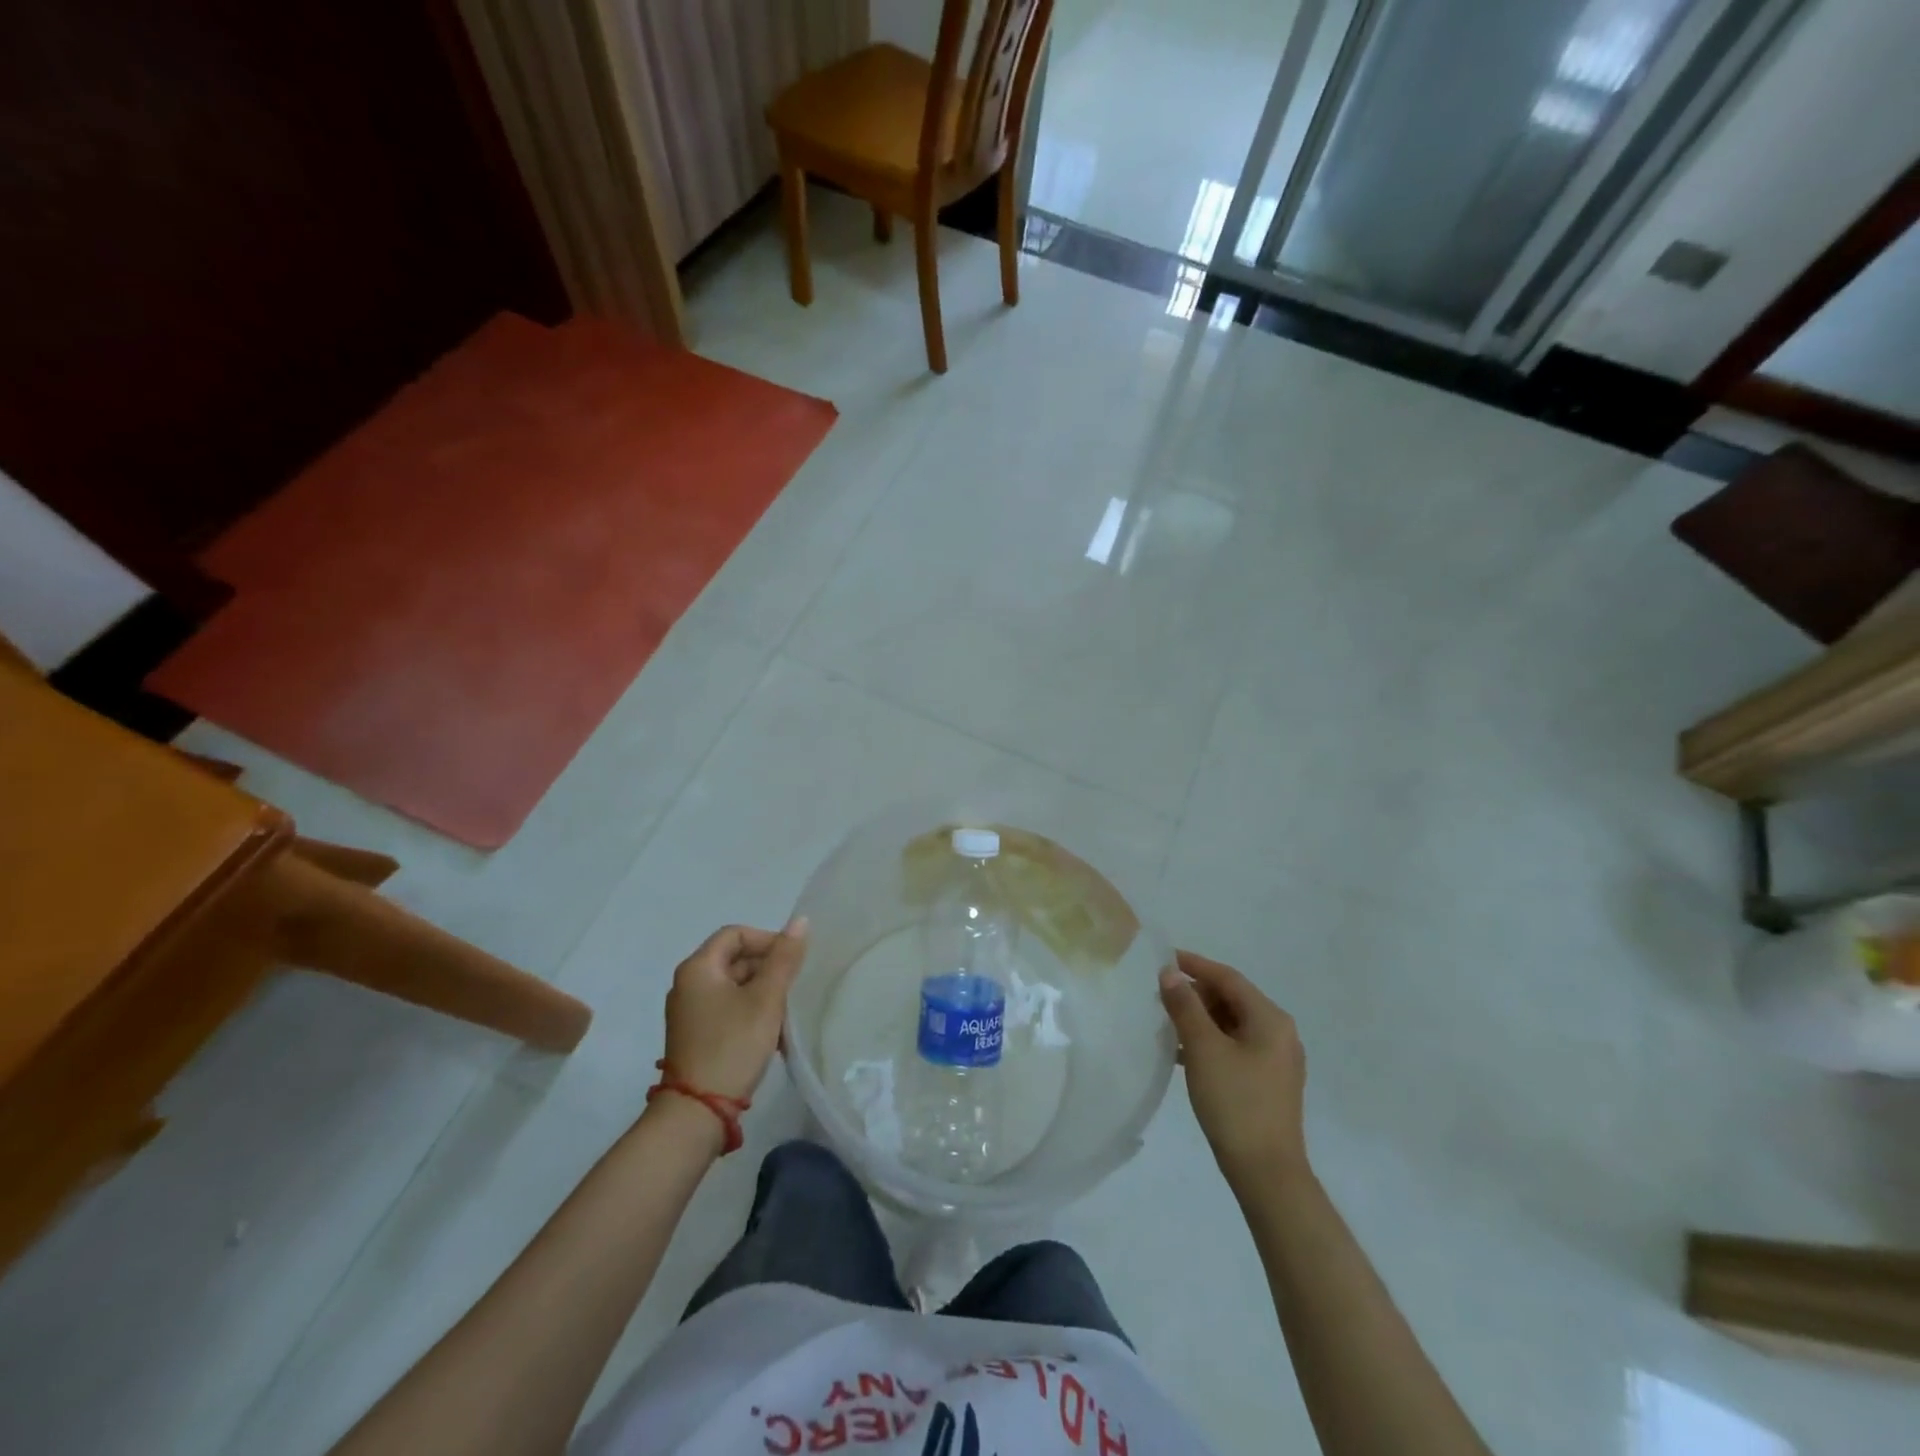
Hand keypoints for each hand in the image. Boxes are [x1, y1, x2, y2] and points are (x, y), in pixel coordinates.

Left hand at [662, 919, 808, 1103]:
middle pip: (734, 960)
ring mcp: (689, 1012)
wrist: (698, 1112)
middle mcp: (688, 984)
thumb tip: (800, 921)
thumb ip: (784, 958)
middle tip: (793, 990)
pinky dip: (750, 1013)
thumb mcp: (766, 999)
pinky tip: (770, 1035)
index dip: (767, 940)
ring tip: (785, 1016)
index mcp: (698, 968)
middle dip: (768, 970)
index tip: (792, 962)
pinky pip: (727, 1009)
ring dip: (763, 994)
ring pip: (734, 987)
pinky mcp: (695, 1035)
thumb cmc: (733, 1045)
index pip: (736, 934)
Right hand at [1159, 950, 1308, 1191]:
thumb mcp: (1204, 1049)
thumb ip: (1185, 1006)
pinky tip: (1181, 1053)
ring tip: (1165, 1021)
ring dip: (1199, 1019)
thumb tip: (1169, 972)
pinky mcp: (1266, 1083)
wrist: (1266, 1173)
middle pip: (1231, 999)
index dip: (1194, 965)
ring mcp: (1275, 1060)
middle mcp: (1279, 1033)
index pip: (1228, 978)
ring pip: (1231, 1024)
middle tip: (1159, 994)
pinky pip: (1234, 1047)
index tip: (1163, 958)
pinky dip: (1208, 1042)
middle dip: (1195, 994)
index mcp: (1270, 1019)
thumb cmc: (1235, 1103)